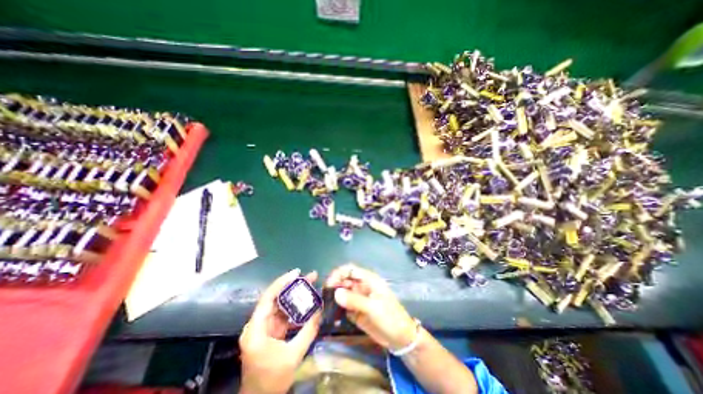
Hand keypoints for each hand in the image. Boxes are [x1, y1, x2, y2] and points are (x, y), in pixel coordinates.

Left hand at [239, 268, 319, 393]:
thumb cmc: (271, 381)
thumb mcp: (293, 356)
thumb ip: (308, 331)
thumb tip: (321, 310)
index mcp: (256, 329)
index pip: (268, 298)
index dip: (282, 282)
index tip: (297, 272)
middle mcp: (257, 324)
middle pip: (276, 298)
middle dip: (293, 286)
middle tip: (310, 277)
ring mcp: (263, 328)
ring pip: (281, 305)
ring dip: (295, 296)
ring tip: (311, 286)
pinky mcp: (270, 332)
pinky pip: (283, 315)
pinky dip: (295, 309)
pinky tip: (307, 304)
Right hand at [325, 265, 415, 350]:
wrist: (400, 339)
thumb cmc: (390, 317)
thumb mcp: (374, 307)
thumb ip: (355, 300)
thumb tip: (336, 293)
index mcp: (368, 280)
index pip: (350, 270)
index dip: (338, 273)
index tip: (329, 284)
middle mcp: (361, 286)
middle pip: (344, 280)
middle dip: (334, 285)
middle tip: (324, 296)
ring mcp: (358, 299)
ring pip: (342, 293)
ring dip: (333, 297)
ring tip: (324, 305)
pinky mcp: (355, 311)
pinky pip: (343, 306)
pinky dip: (336, 308)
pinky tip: (330, 314)